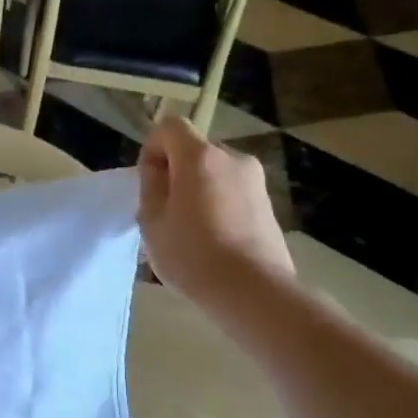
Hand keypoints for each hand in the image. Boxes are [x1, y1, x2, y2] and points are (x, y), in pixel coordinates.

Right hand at [137, 118, 293, 298]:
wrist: (253, 291)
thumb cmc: (192, 254)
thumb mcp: (151, 221)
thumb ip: (151, 187)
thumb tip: (160, 171)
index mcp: (200, 156)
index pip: (169, 127)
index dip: (152, 149)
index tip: (149, 184)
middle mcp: (232, 158)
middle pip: (194, 151)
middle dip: (176, 172)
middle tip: (165, 211)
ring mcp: (255, 181)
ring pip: (214, 173)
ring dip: (198, 190)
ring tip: (190, 230)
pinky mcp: (269, 204)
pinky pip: (232, 193)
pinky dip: (218, 206)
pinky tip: (213, 240)